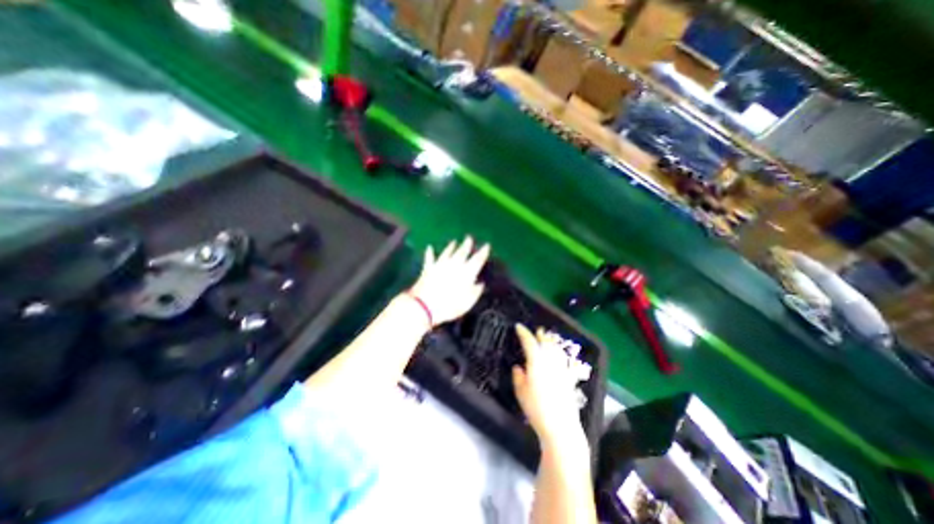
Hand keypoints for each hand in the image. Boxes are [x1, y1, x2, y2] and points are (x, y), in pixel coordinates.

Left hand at [412, 236, 490, 325]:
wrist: (425, 305)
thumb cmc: (450, 305)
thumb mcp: (468, 302)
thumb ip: (475, 291)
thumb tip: (480, 283)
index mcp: (467, 273)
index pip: (478, 260)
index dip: (483, 252)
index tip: (487, 245)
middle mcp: (455, 265)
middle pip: (462, 252)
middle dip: (467, 244)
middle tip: (469, 238)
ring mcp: (440, 265)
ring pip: (448, 252)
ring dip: (451, 247)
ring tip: (454, 242)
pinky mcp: (428, 268)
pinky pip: (430, 258)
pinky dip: (430, 253)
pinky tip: (429, 248)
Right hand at [510, 325, 582, 443]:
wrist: (561, 427)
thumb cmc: (536, 409)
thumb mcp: (521, 392)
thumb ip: (518, 376)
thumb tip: (518, 367)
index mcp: (536, 362)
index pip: (529, 342)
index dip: (523, 333)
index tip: (518, 326)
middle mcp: (550, 362)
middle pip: (545, 343)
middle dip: (540, 335)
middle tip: (537, 330)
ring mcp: (561, 369)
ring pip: (556, 349)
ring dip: (551, 342)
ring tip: (547, 337)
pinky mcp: (569, 378)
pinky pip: (563, 359)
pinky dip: (559, 353)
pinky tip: (559, 354)